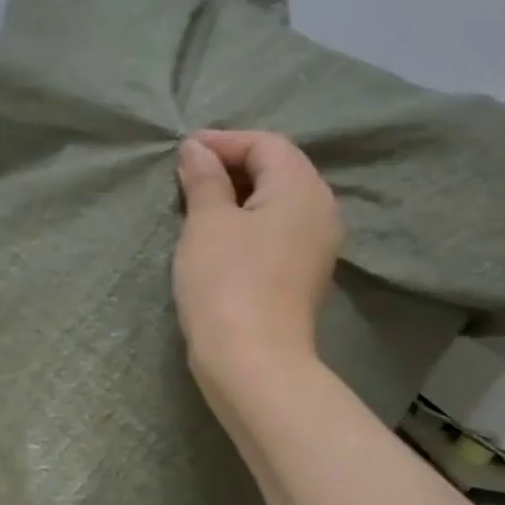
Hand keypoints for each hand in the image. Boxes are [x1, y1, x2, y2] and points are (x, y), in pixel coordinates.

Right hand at [173, 130, 341, 393]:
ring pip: (278, 203)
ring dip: (239, 197)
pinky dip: (250, 223)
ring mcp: (317, 246)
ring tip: (198, 205)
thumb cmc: (226, 283)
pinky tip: (220, 237)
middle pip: (279, 170)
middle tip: (188, 175)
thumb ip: (204, 179)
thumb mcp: (207, 223)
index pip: (266, 145)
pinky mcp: (304, 275)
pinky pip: (278, 232)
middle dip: (233, 166)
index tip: (183, 151)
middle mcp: (321, 211)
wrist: (252, 363)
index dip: (224, 141)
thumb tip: (197, 149)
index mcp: (302, 188)